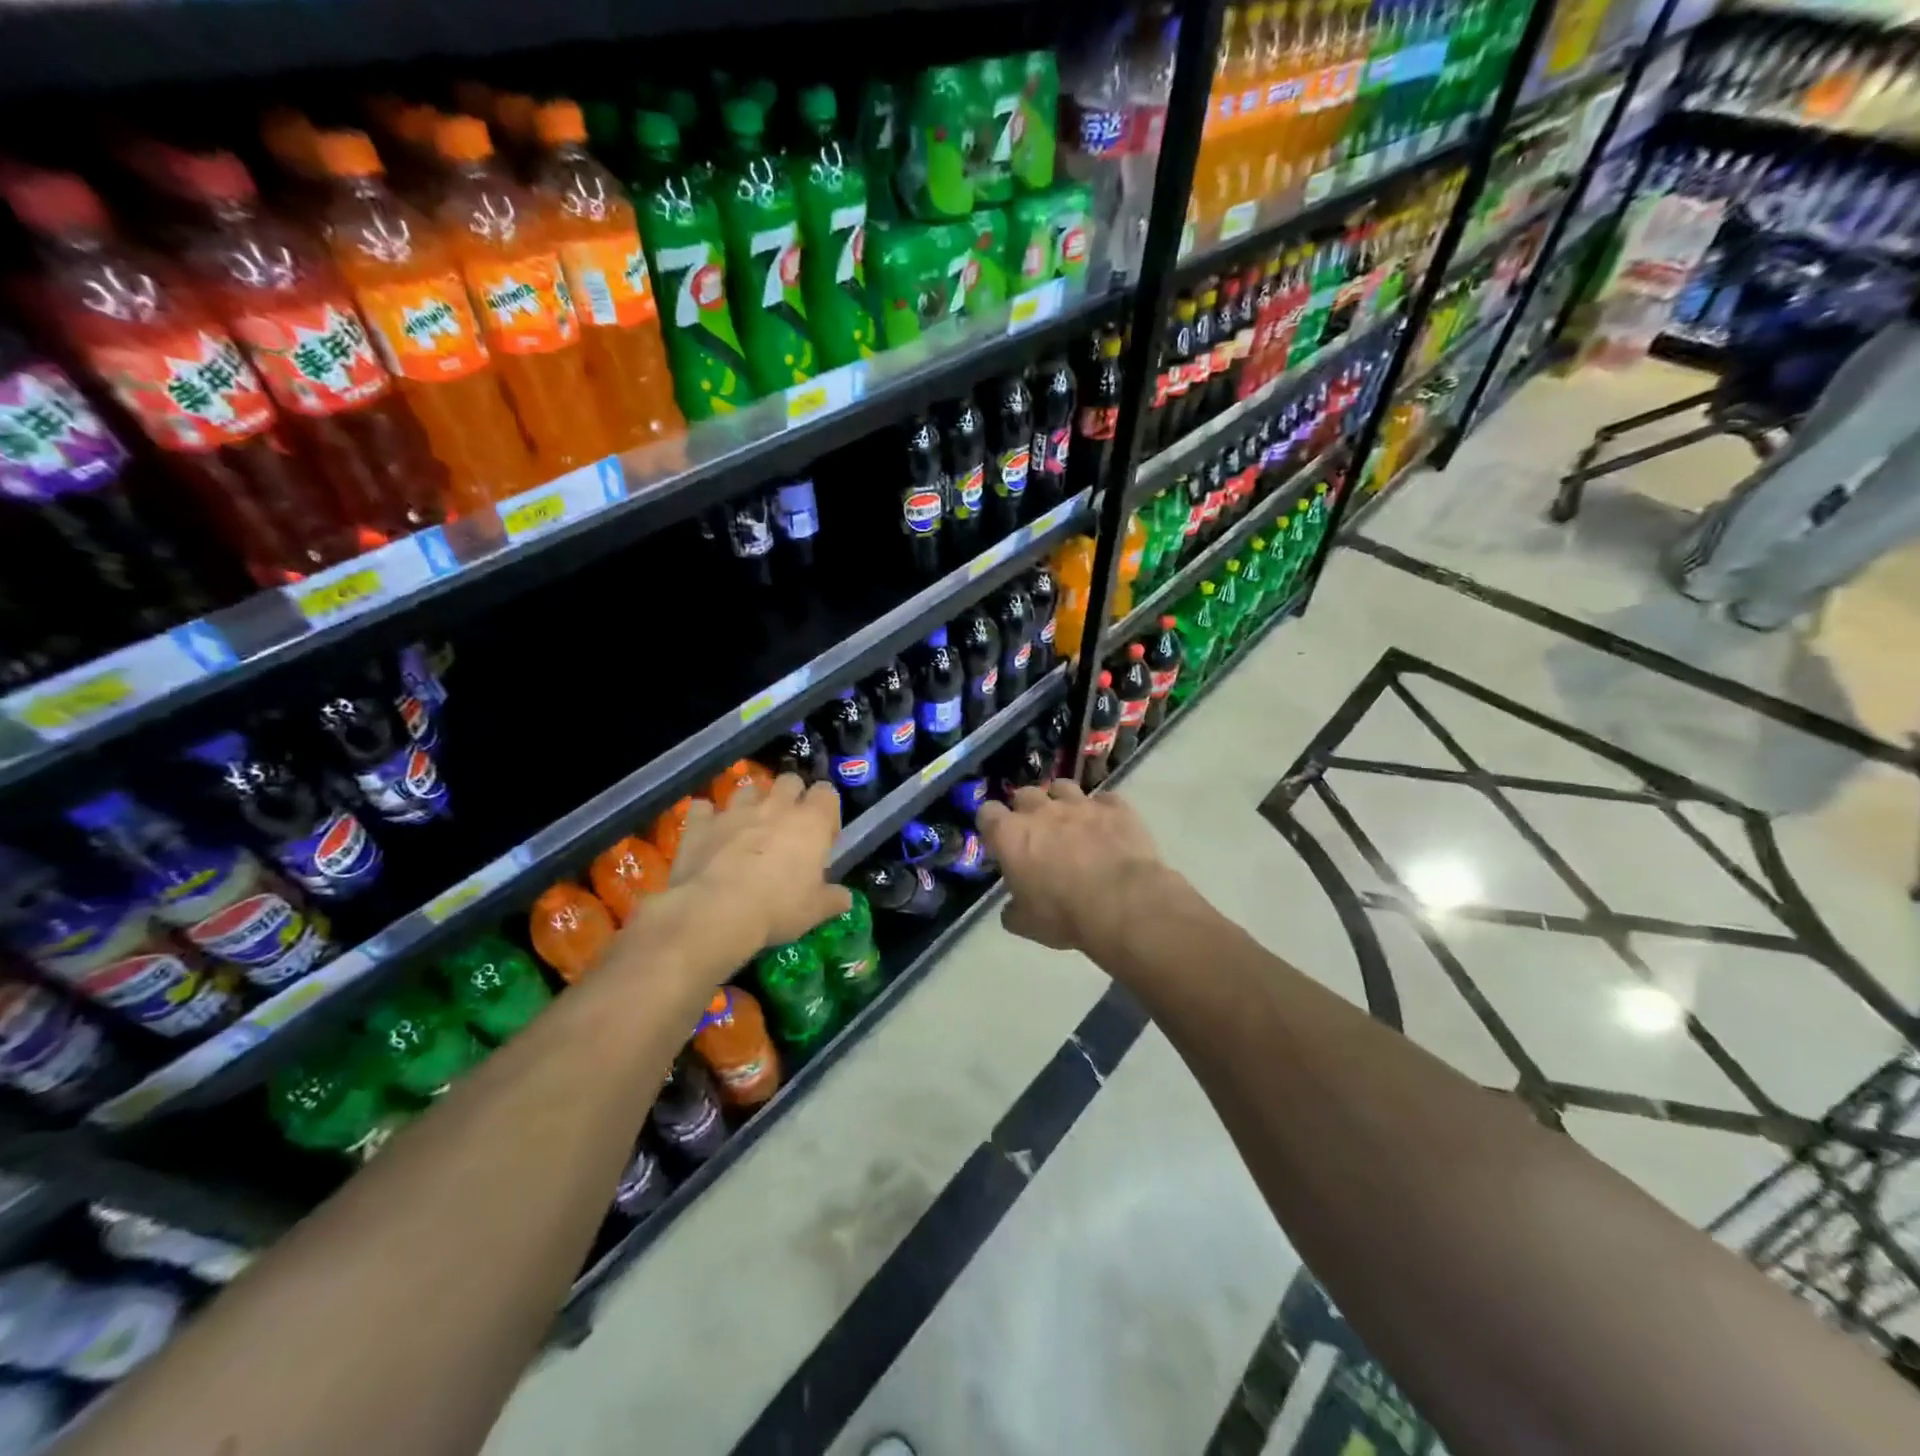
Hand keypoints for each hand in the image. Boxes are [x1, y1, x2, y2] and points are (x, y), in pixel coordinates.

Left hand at [668, 774, 850, 954]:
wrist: (716, 910)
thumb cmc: (778, 907)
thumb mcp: (815, 910)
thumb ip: (833, 899)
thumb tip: (845, 898)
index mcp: (811, 822)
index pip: (827, 793)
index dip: (826, 810)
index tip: (823, 836)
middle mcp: (775, 806)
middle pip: (789, 780)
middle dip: (791, 796)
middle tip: (788, 826)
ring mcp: (735, 810)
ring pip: (748, 788)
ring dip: (751, 802)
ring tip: (749, 827)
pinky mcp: (701, 823)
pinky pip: (703, 807)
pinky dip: (707, 816)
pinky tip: (708, 831)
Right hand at [977, 780, 1165, 954]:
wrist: (1122, 903)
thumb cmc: (1064, 915)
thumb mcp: (1027, 924)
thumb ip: (1013, 910)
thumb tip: (1012, 908)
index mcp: (1011, 835)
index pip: (987, 813)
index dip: (991, 824)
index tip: (998, 840)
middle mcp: (1041, 810)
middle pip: (1024, 794)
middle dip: (1026, 810)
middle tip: (1037, 834)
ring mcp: (1080, 804)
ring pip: (1062, 787)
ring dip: (1062, 802)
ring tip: (1071, 823)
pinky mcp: (1115, 807)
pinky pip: (1104, 800)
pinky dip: (1102, 812)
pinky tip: (1107, 828)